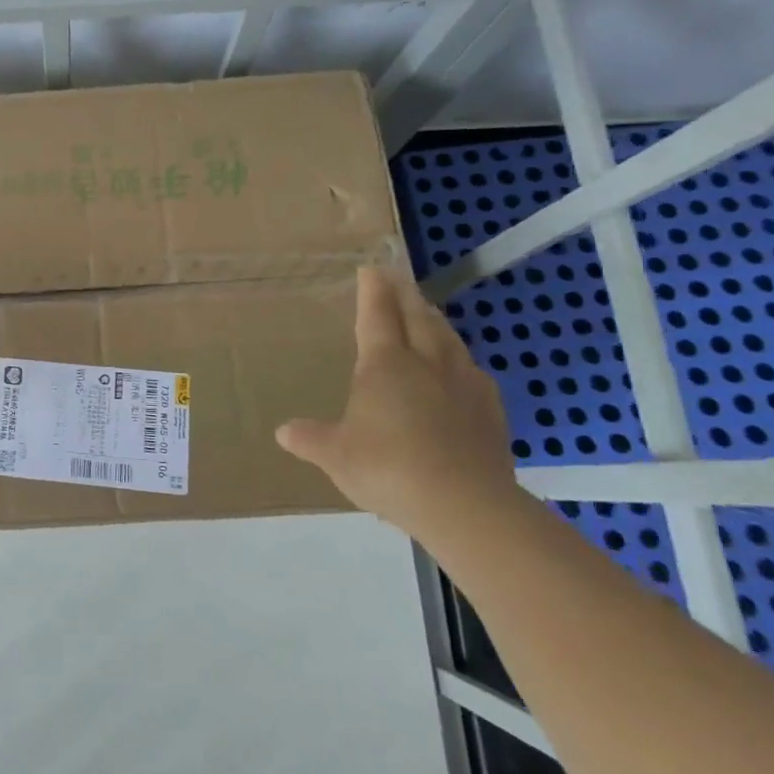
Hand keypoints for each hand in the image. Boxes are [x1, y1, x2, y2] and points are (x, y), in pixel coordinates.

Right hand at [276, 266, 515, 539]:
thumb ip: (310, 439)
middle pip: (417, 316)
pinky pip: (473, 371)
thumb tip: (283, 432)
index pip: (376, 314)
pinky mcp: (491, 410)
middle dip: (406, 294)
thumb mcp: (335, 455)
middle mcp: (426, 362)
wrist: (466, 505)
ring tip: (428, 312)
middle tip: (399, 278)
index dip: (372, 290)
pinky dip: (460, 358)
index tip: (371, 268)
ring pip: (448, 338)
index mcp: (384, 364)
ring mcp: (463, 384)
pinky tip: (462, 367)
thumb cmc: (387, 469)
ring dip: (435, 320)